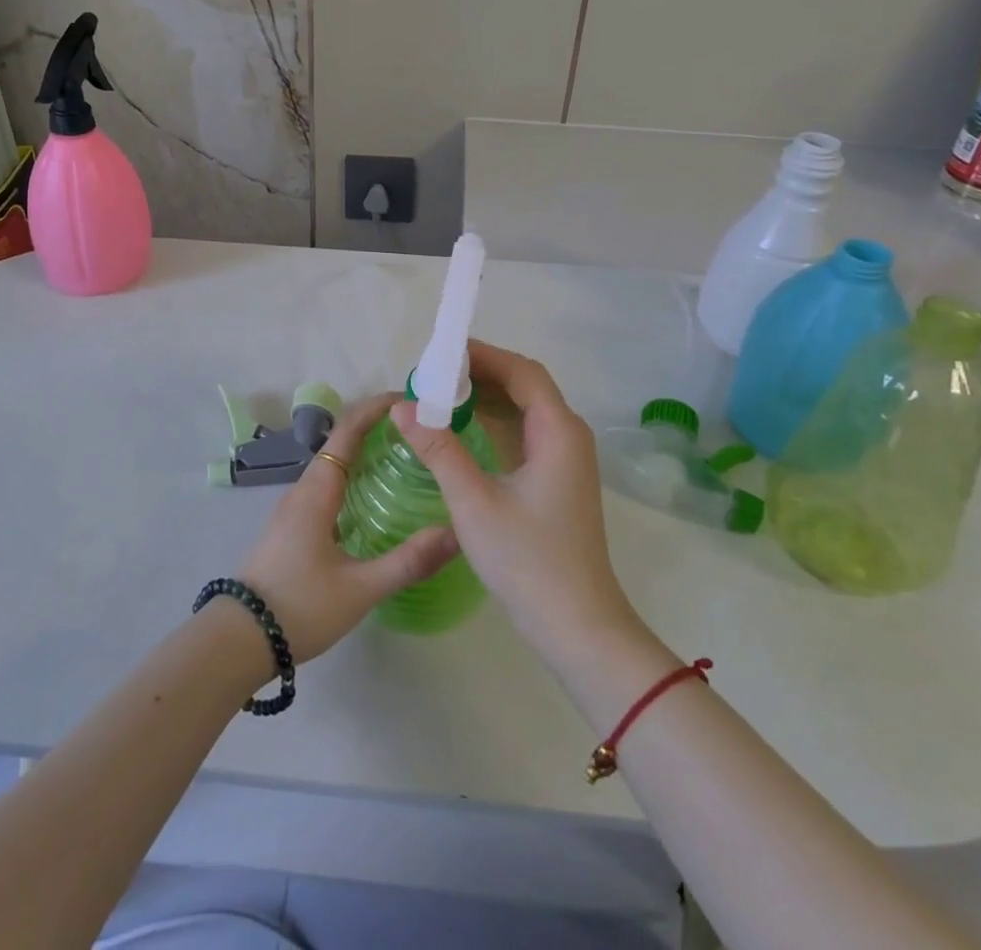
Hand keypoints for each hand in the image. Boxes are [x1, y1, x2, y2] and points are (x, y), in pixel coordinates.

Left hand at [237, 393, 460, 662]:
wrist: (241, 638)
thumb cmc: (300, 606)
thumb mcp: (360, 589)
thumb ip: (407, 562)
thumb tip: (455, 534)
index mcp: (317, 490)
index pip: (348, 431)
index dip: (376, 408)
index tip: (410, 400)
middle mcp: (304, 489)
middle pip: (341, 442)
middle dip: (377, 427)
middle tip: (420, 432)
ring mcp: (294, 508)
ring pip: (333, 465)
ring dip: (365, 452)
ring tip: (404, 459)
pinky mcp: (292, 527)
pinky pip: (327, 486)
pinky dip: (353, 477)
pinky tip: (374, 500)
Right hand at [390, 341, 641, 662]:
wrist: (577, 627)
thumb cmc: (528, 560)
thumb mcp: (474, 501)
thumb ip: (438, 448)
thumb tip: (402, 407)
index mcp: (558, 431)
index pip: (522, 372)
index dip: (484, 355)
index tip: (441, 353)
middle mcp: (567, 437)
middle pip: (525, 387)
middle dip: (480, 375)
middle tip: (432, 376)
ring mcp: (564, 461)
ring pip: (523, 412)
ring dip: (484, 401)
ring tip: (438, 397)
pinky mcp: (555, 483)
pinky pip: (522, 437)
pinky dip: (492, 426)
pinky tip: (459, 432)